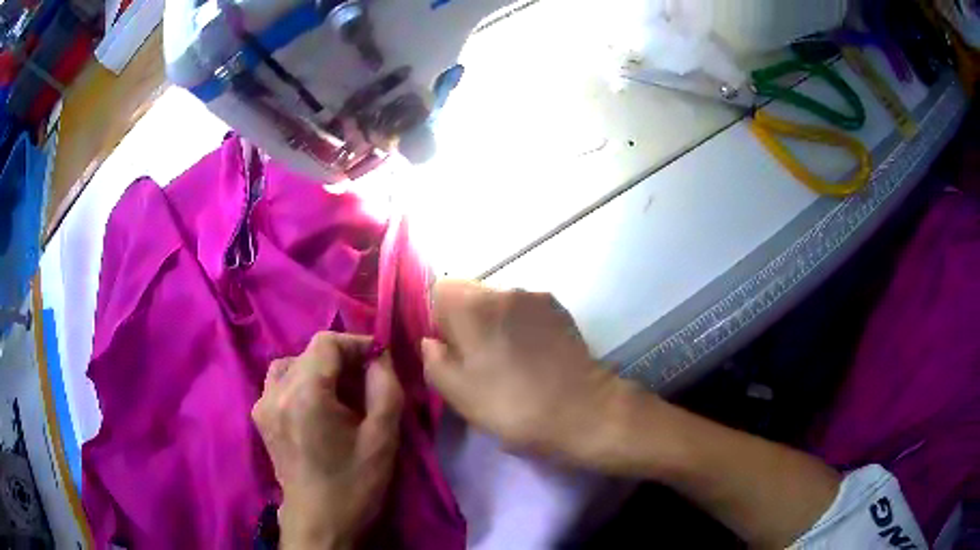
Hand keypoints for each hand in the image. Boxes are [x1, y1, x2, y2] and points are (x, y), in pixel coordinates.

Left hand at [252, 333, 403, 549]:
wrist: (320, 522)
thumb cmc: (354, 484)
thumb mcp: (383, 438)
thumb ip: (386, 389)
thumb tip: (378, 358)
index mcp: (305, 395)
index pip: (326, 343)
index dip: (355, 344)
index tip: (378, 360)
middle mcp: (276, 392)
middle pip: (309, 353)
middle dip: (341, 359)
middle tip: (366, 381)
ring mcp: (263, 404)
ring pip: (291, 364)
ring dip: (318, 369)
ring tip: (340, 392)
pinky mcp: (260, 417)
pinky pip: (278, 382)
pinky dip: (300, 382)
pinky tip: (316, 406)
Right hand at [421, 281, 640, 467]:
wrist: (580, 411)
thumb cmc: (510, 405)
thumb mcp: (457, 392)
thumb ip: (433, 359)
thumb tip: (432, 340)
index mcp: (472, 306)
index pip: (439, 289)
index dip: (439, 317)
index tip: (450, 348)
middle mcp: (504, 289)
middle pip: (471, 293)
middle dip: (467, 319)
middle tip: (478, 359)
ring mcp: (536, 296)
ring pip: (500, 302)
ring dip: (496, 322)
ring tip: (510, 359)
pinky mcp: (559, 308)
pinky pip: (526, 309)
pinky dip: (521, 325)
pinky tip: (533, 355)